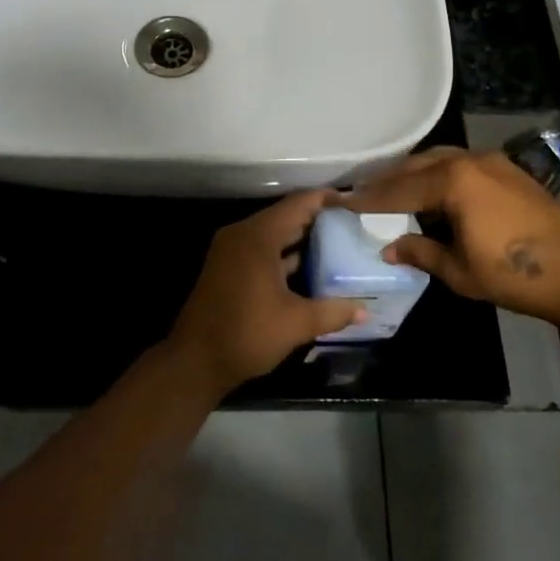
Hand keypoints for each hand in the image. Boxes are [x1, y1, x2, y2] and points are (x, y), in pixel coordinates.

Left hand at [168, 191, 364, 394]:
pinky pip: (262, 248)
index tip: (354, 203)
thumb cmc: (246, 334)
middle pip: (286, 215)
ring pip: (273, 233)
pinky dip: (284, 253)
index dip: (327, 199)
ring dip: (301, 238)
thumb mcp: (295, 324)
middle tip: (352, 226)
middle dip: (318, 219)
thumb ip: (332, 311)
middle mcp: (242, 234)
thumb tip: (365, 310)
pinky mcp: (227, 266)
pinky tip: (309, 268)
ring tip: (338, 244)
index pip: (298, 204)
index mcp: (258, 237)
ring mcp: (231, 249)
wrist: (195, 361)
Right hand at [345, 148, 559, 320]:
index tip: (342, 201)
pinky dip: (438, 173)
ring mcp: (490, 161)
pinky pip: (459, 163)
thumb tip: (389, 248)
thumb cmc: (515, 274)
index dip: (368, 198)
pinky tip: (434, 191)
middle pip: (415, 166)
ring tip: (394, 190)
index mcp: (451, 182)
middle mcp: (466, 161)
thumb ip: (421, 253)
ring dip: (413, 173)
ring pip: (438, 159)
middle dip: (388, 180)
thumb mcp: (460, 271)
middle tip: (362, 192)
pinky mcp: (507, 169)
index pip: (397, 190)